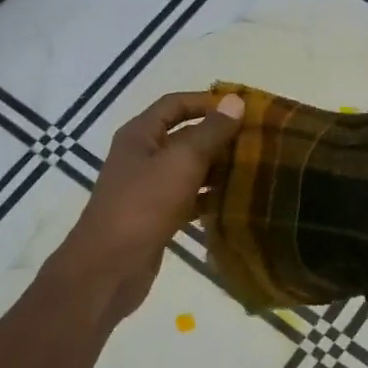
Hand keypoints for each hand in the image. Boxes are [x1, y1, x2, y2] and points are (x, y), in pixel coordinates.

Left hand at [55, 91, 243, 322]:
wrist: (109, 267)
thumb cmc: (143, 205)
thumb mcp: (181, 162)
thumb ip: (210, 132)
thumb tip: (235, 101)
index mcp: (140, 135)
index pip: (175, 105)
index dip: (207, 102)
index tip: (243, 110)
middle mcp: (141, 157)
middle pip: (184, 137)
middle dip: (218, 138)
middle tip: (258, 142)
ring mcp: (147, 190)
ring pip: (188, 171)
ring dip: (218, 170)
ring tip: (255, 171)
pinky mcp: (156, 218)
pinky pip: (188, 200)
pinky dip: (209, 199)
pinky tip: (236, 204)